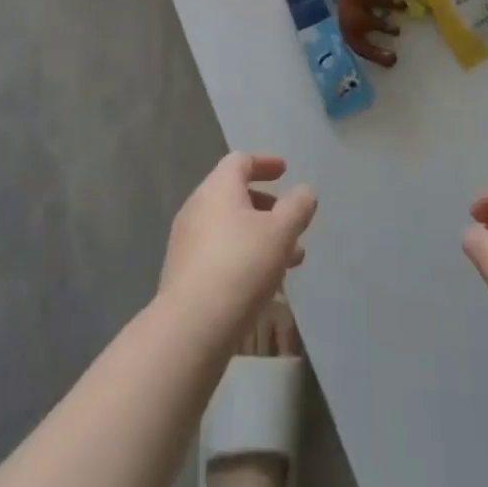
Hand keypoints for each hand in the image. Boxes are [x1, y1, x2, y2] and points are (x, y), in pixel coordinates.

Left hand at [159, 155, 316, 339]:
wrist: (191, 325)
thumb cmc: (241, 266)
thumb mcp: (281, 232)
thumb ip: (297, 207)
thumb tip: (304, 191)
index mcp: (218, 188)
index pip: (240, 161)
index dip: (265, 163)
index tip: (285, 171)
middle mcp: (197, 207)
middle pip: (235, 195)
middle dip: (267, 207)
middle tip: (292, 222)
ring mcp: (186, 241)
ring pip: (230, 227)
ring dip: (260, 236)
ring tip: (290, 261)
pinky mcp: (184, 273)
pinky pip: (219, 252)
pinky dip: (243, 255)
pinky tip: (263, 282)